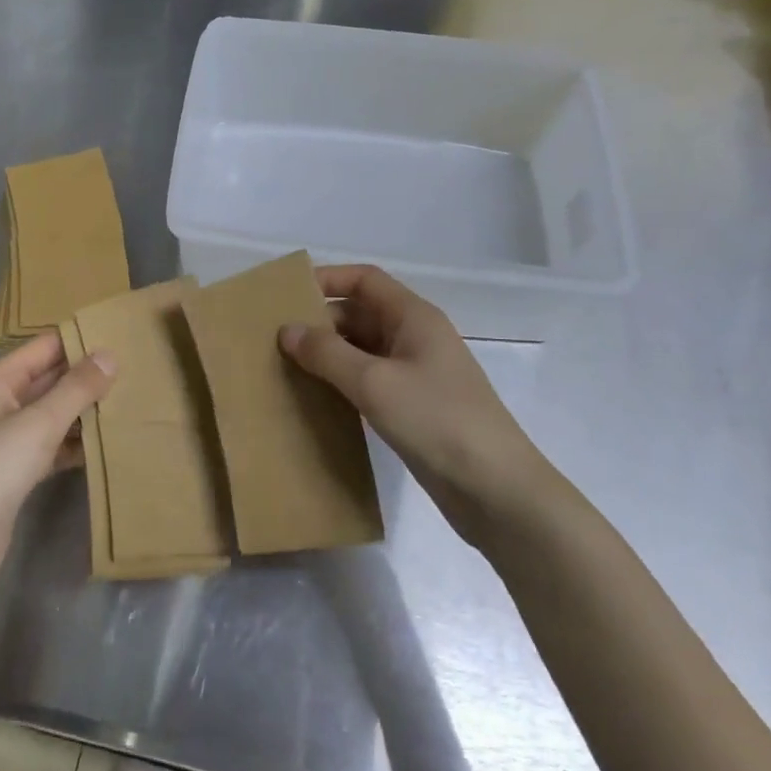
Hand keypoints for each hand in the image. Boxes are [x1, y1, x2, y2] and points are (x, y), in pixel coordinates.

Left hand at [0, 333, 114, 615]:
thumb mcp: (37, 424)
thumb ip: (75, 389)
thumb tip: (109, 354)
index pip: (44, 347)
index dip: (79, 339)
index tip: (123, 334)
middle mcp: (0, 405)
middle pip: (50, 379)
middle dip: (88, 375)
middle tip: (138, 369)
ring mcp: (7, 442)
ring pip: (54, 415)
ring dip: (86, 411)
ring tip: (133, 402)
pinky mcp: (16, 475)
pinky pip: (53, 447)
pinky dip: (77, 444)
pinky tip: (109, 445)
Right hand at [279, 266, 552, 544]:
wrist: (496, 490)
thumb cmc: (436, 420)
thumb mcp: (374, 382)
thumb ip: (327, 353)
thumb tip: (287, 330)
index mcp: (414, 317)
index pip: (365, 280)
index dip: (327, 279)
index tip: (286, 296)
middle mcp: (416, 337)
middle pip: (361, 313)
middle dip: (320, 322)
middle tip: (275, 339)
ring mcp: (417, 374)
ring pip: (363, 350)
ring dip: (329, 355)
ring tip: (285, 367)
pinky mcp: (415, 407)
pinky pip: (370, 380)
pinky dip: (343, 382)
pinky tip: (316, 398)